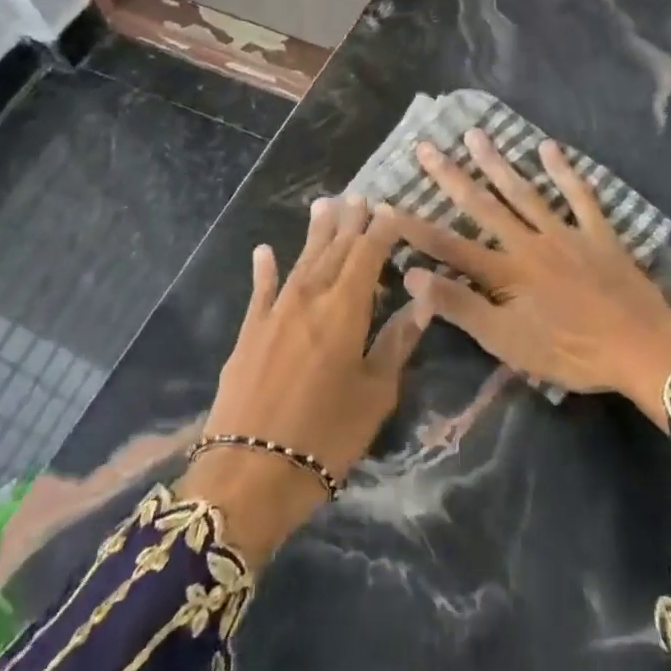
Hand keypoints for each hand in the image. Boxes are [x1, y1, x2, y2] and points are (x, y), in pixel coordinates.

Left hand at [178, 196, 428, 565]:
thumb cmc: (326, 437)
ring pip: (301, 261)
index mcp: (345, 309)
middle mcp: (309, 298)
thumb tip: (422, 302)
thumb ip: (397, 343)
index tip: (391, 209)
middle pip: (334, 250)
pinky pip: (260, 291)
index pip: (367, 255)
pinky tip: (265, 251)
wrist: (249, 474)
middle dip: (350, 223)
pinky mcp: (249, 333)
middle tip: (359, 197)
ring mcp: (274, 313)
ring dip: (315, 233)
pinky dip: (265, 269)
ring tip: (324, 204)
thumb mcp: (376, 395)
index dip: (380, 230)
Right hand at [392, 131, 670, 428]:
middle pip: (484, 206)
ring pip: (525, 193)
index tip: (387, 204)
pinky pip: (579, 196)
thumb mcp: (508, 343)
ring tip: (475, 135)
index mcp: (506, 273)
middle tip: (426, 147)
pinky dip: (565, 172)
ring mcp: (565, 233)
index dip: (416, 227)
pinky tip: (548, 148)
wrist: (642, 348)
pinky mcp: (598, 233)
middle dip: (451, 177)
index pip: (450, 247)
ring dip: (497, 164)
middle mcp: (530, 243)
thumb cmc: (571, 352)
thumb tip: (413, 275)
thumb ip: (461, 308)